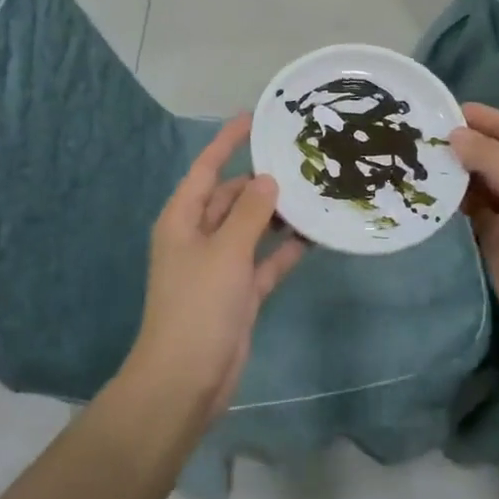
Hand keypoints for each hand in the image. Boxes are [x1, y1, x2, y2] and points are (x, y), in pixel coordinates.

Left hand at [123, 114, 306, 422]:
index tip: (255, 117)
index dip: (228, 142)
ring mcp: (220, 266)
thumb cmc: (198, 306)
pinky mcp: (240, 292)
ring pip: (252, 228)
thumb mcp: (225, 252)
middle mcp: (200, 236)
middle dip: (261, 180)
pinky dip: (285, 249)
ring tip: (315, 190)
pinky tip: (315, 234)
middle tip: (301, 159)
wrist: (186, 380)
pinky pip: (265, 261)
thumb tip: (268, 179)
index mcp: (183, 219)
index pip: (207, 168)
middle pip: (232, 197)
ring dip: (277, 214)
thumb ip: (250, 213)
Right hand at [448, 104, 498, 350]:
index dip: (492, 120)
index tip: (454, 110)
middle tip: (432, 133)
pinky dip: (457, 197)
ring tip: (426, 155)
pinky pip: (476, 207)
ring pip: (486, 181)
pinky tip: (434, 187)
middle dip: (471, 144)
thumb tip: (456, 134)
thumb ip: (489, 156)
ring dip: (461, 169)